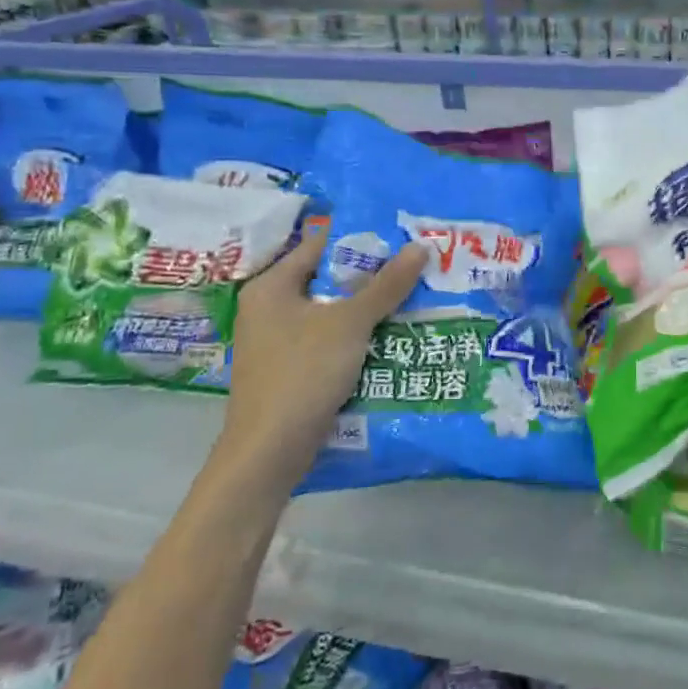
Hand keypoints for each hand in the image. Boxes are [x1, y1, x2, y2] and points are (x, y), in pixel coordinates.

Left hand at [222, 221, 427, 469]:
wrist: (269, 452)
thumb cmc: (303, 373)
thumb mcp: (350, 323)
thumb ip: (385, 285)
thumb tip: (420, 246)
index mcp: (270, 287)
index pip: (318, 246)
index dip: (359, 238)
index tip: (399, 235)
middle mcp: (267, 309)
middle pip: (326, 280)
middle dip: (369, 277)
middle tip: (413, 267)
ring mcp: (275, 343)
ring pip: (329, 314)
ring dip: (365, 310)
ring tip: (411, 298)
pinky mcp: (288, 372)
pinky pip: (326, 342)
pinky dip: (354, 338)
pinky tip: (388, 339)